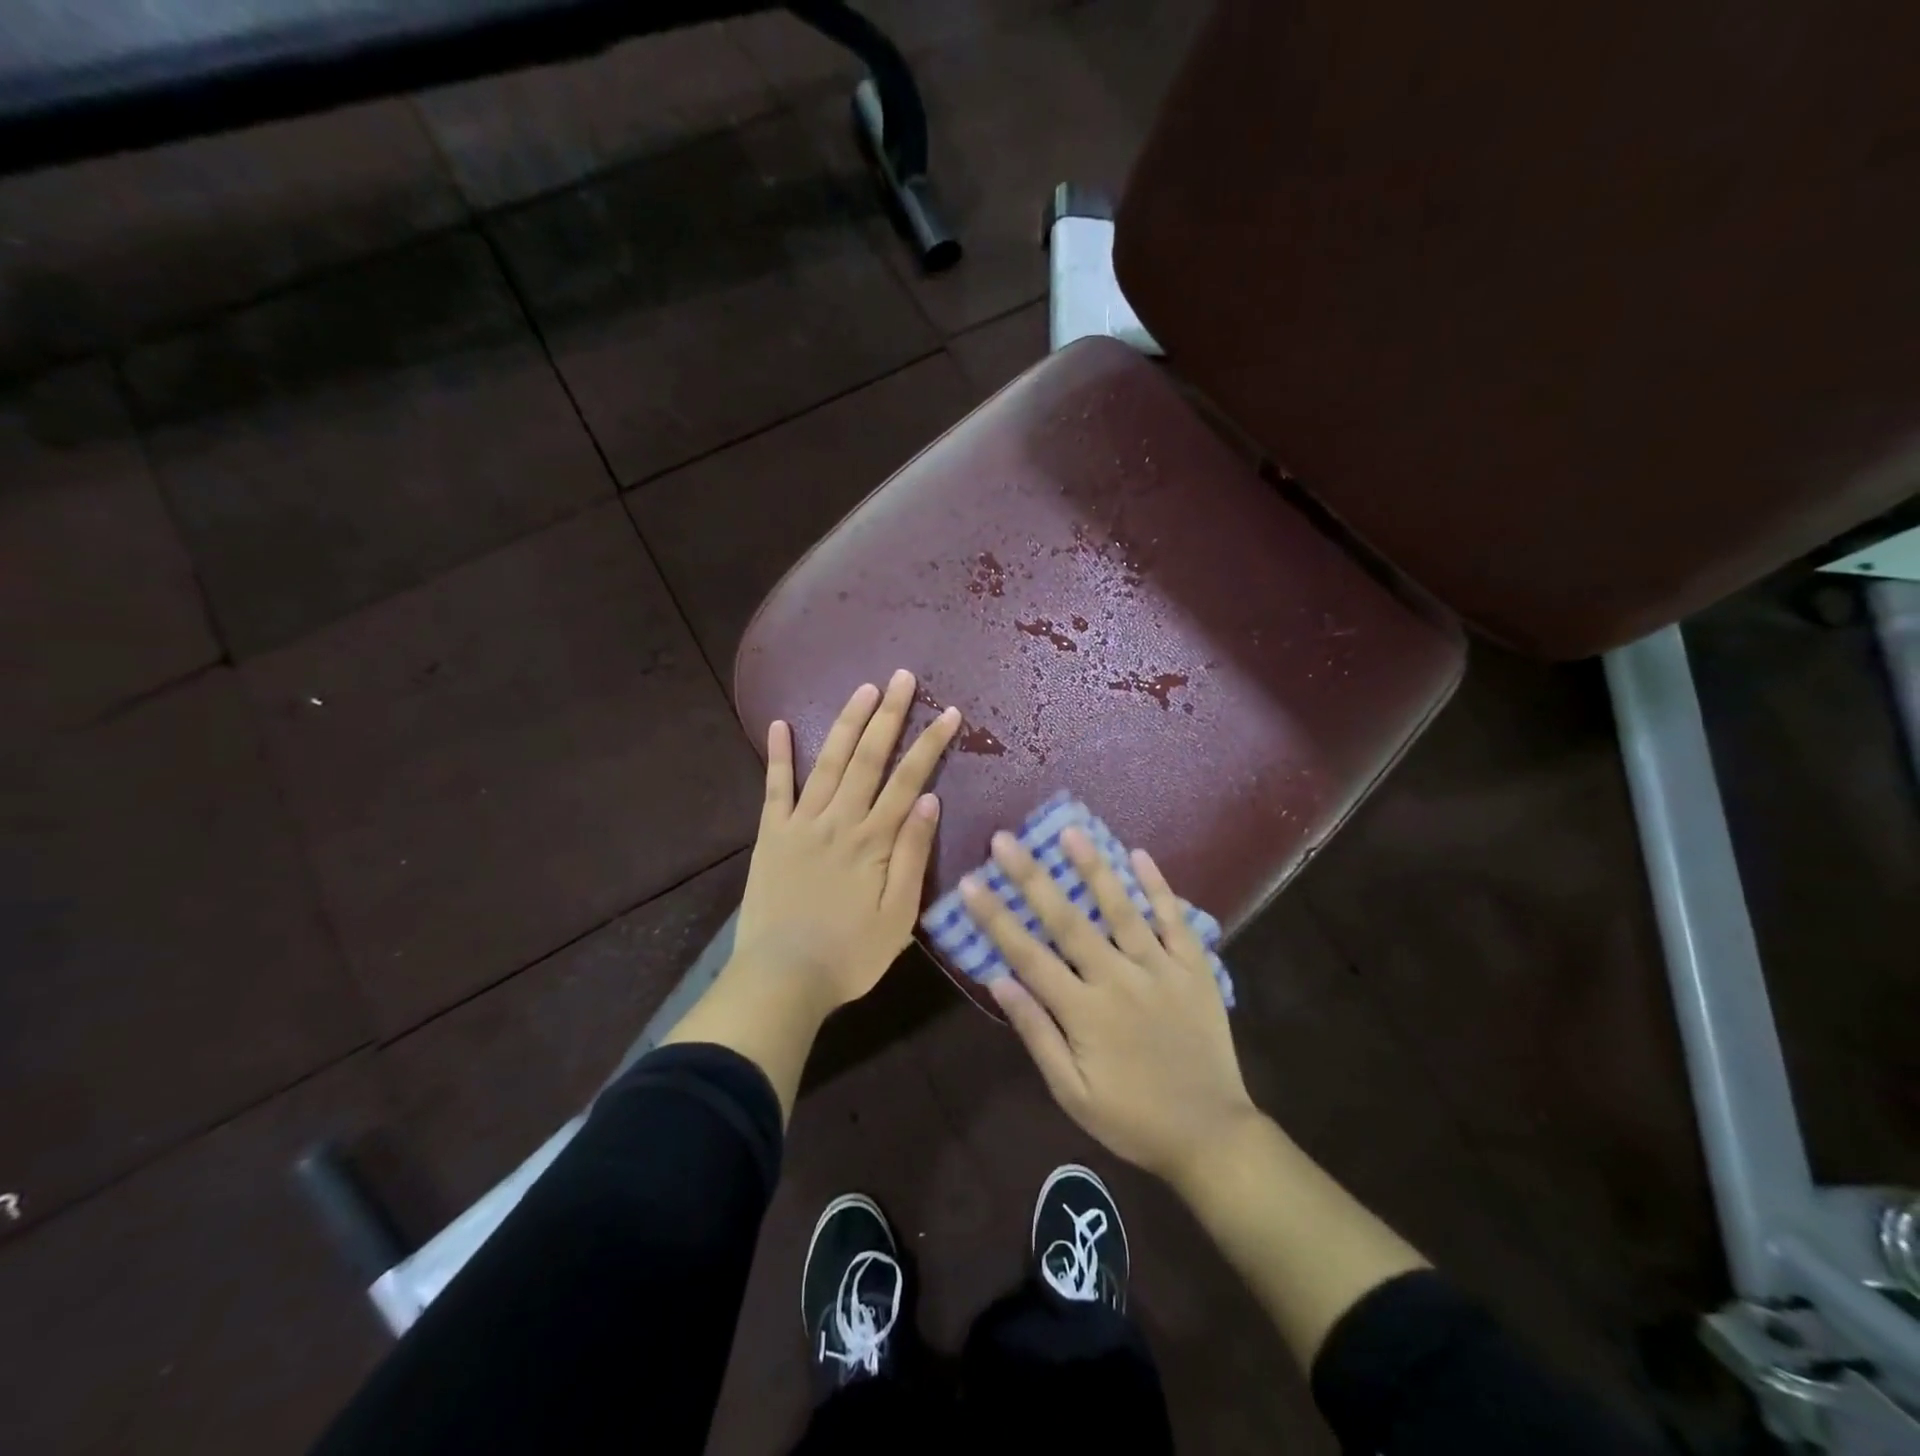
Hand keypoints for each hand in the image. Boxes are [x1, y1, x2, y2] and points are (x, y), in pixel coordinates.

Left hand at [731, 670, 959, 1014]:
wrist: (782, 978)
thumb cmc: (850, 954)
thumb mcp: (899, 915)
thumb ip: (913, 854)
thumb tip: (931, 801)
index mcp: (875, 840)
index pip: (910, 779)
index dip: (930, 743)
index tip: (948, 712)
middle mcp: (841, 820)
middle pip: (870, 758)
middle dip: (889, 715)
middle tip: (902, 677)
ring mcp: (802, 823)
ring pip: (829, 762)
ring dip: (847, 722)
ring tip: (863, 689)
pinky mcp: (772, 834)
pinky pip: (775, 787)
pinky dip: (778, 755)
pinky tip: (780, 724)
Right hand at [962, 829, 1256, 1188]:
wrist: (1212, 1135)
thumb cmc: (1132, 1119)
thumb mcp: (1072, 1092)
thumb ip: (1036, 1033)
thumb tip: (998, 980)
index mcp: (1084, 1012)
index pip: (1028, 955)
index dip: (996, 917)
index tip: (971, 882)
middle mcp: (1118, 980)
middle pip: (1068, 921)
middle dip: (1033, 878)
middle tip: (1005, 840)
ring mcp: (1161, 970)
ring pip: (1122, 909)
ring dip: (1094, 869)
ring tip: (1070, 831)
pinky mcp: (1195, 969)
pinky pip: (1175, 920)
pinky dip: (1158, 887)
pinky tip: (1139, 855)